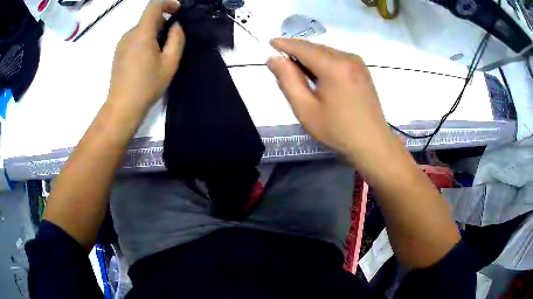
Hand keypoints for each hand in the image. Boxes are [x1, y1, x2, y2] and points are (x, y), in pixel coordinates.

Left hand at [108, 0, 184, 114]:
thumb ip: (176, 39)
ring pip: (141, 29)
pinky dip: (144, 40)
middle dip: (163, 22)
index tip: (178, 11)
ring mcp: (121, 43)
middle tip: (172, 40)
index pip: (154, 6)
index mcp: (142, 33)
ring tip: (159, 53)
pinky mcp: (118, 52)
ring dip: (153, 33)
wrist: (123, 106)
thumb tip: (176, 25)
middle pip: (148, 18)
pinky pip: (134, 38)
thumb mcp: (170, 63)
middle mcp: (129, 34)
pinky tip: (147, 59)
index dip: (168, 3)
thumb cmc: (147, 85)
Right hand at [267, 39, 394, 166]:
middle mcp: (347, 58)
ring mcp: (357, 62)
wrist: (372, 143)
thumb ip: (288, 81)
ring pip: (326, 51)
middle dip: (297, 50)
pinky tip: (317, 73)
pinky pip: (337, 57)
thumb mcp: (306, 109)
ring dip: (310, 56)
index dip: (285, 44)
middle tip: (281, 61)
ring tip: (297, 69)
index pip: (303, 47)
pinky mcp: (362, 69)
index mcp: (334, 67)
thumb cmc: (337, 130)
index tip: (270, 42)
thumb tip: (274, 59)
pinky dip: (323, 60)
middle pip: (315, 47)